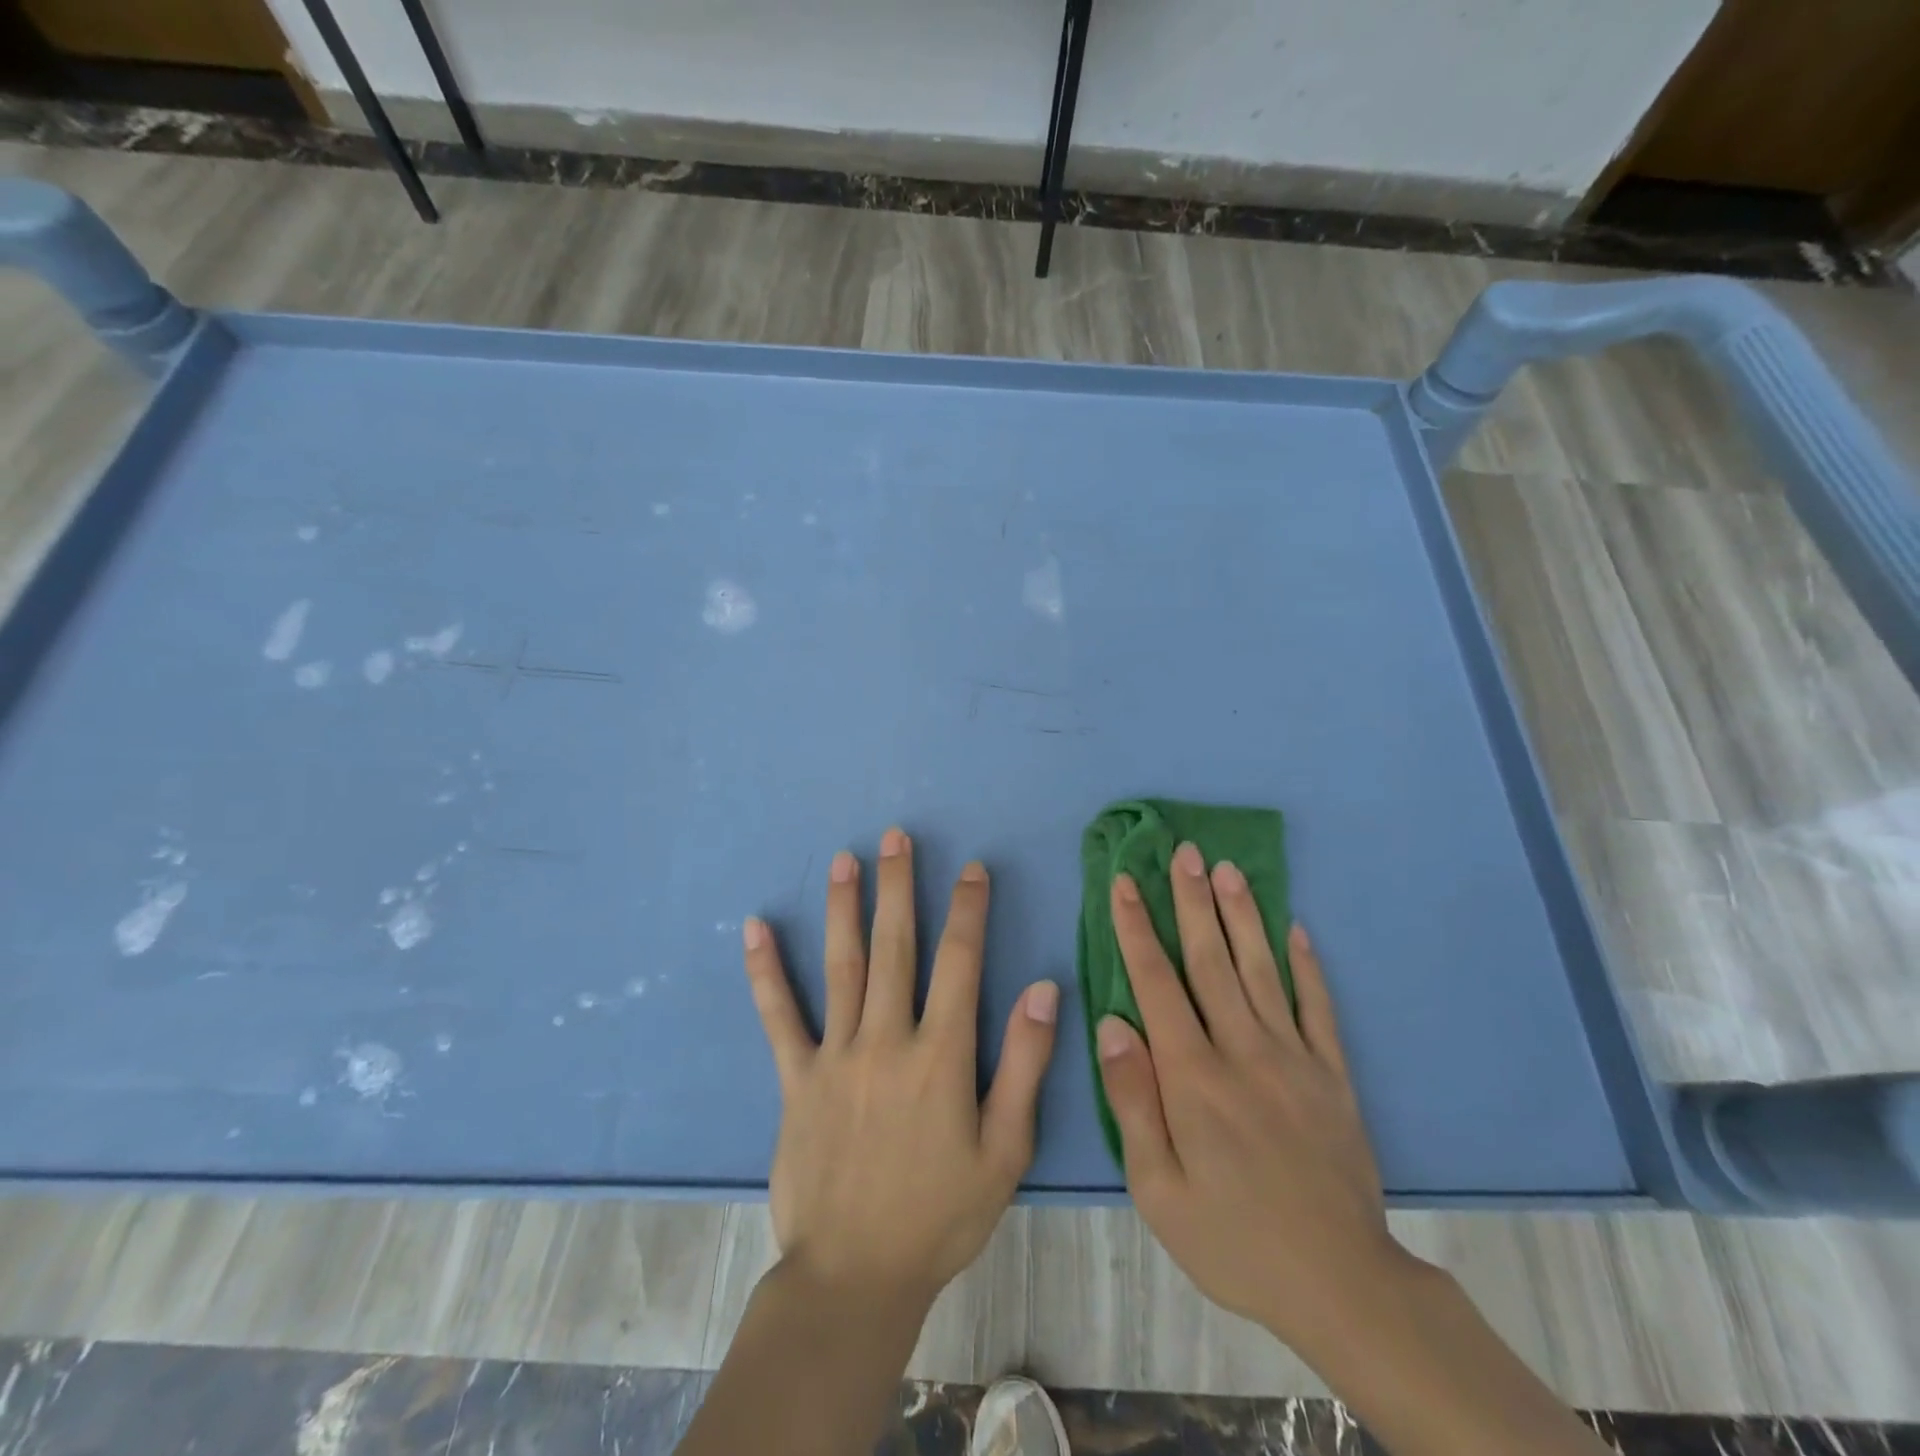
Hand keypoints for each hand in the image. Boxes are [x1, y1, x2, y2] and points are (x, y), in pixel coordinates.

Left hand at [742, 827, 1058, 1310]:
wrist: (856, 1277)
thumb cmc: (941, 1214)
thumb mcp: (1005, 1150)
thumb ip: (1025, 1065)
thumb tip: (1041, 989)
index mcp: (941, 1054)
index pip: (960, 962)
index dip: (968, 910)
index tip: (972, 869)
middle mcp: (887, 1039)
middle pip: (896, 947)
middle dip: (900, 886)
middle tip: (897, 836)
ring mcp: (836, 1055)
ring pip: (842, 965)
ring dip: (845, 907)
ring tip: (846, 859)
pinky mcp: (796, 1078)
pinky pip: (779, 1016)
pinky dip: (766, 970)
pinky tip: (755, 928)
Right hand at [1096, 842, 1414, 1356]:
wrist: (1342, 1285)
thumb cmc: (1233, 1238)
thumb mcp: (1159, 1189)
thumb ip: (1133, 1100)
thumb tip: (1111, 1023)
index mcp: (1193, 1076)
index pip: (1156, 983)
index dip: (1138, 928)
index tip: (1126, 882)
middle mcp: (1243, 1050)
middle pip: (1211, 960)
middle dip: (1192, 901)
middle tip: (1184, 851)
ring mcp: (1294, 1058)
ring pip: (1261, 970)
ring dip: (1242, 915)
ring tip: (1229, 869)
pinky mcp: (1333, 1075)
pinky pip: (1318, 1007)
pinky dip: (1306, 965)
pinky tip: (1296, 930)